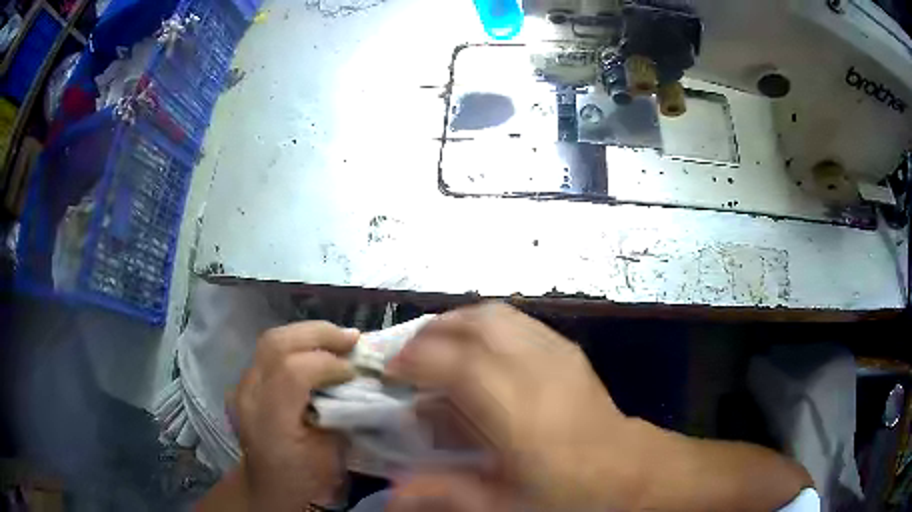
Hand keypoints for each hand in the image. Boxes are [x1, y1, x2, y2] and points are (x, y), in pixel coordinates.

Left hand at [231, 321, 359, 510]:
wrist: (267, 485)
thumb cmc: (304, 476)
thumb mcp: (331, 454)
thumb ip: (340, 414)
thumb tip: (356, 383)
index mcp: (270, 421)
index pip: (292, 371)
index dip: (328, 364)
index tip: (355, 372)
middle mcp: (249, 396)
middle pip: (276, 344)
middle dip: (318, 335)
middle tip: (351, 339)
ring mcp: (241, 386)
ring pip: (271, 340)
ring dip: (307, 335)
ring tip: (337, 340)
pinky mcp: (243, 382)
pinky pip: (269, 352)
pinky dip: (296, 345)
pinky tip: (315, 352)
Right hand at [387, 303, 637, 510]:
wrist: (629, 469)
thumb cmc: (568, 492)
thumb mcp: (505, 505)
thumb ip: (447, 493)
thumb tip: (394, 493)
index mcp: (518, 413)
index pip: (458, 365)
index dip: (415, 359)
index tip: (390, 371)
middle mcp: (537, 370)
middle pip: (476, 325)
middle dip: (431, 332)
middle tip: (407, 356)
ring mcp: (557, 353)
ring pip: (496, 314)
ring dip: (457, 322)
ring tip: (435, 347)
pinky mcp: (568, 349)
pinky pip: (518, 321)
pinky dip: (484, 324)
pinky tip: (478, 348)